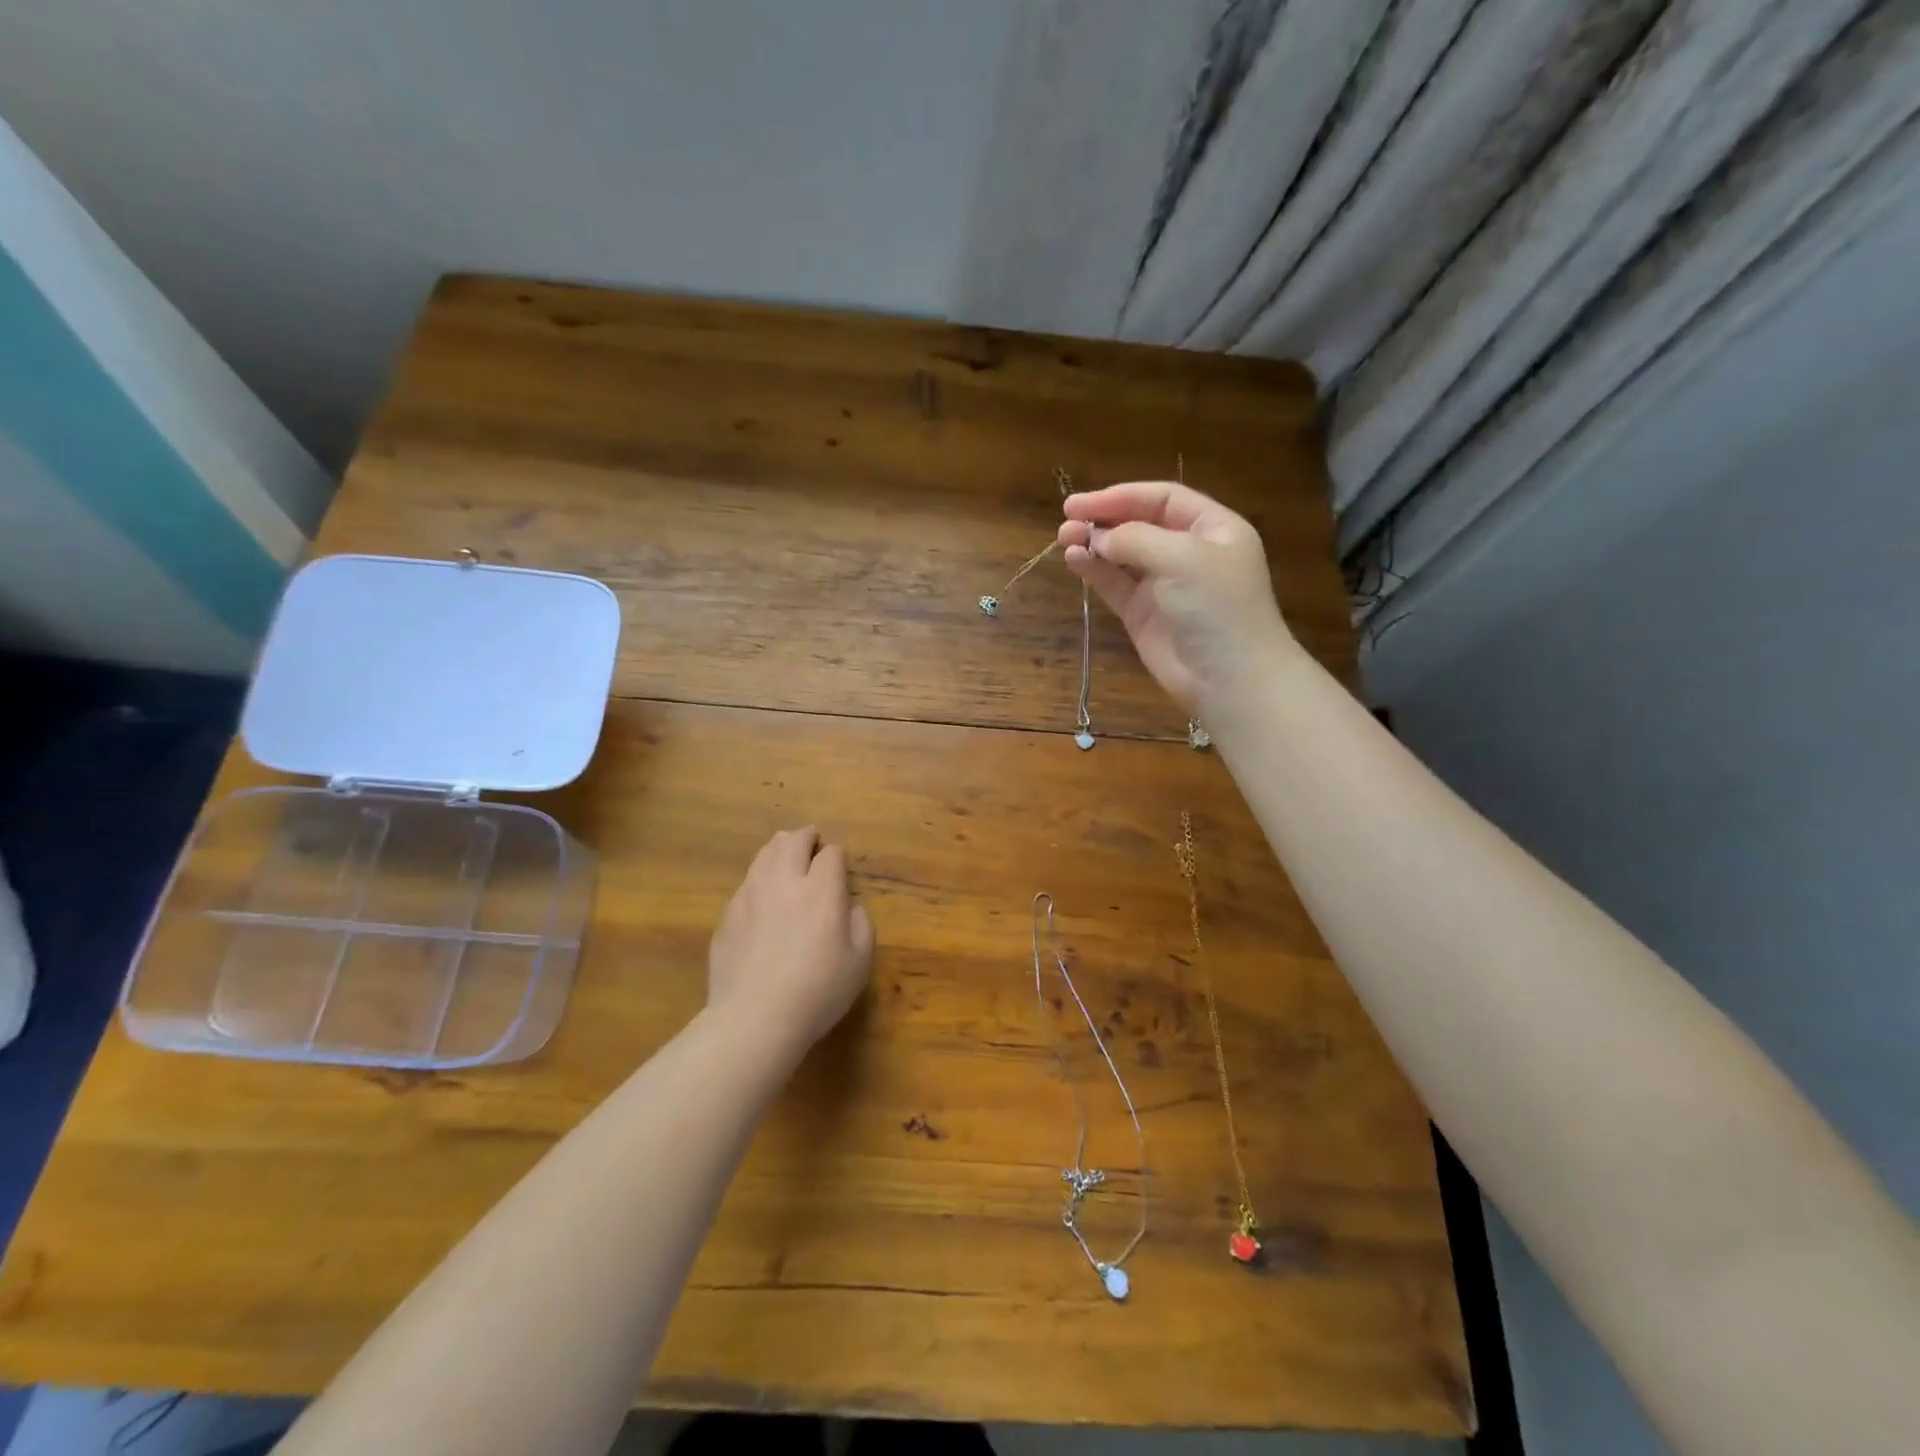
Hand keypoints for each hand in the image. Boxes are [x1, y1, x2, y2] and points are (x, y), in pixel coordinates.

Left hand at [708, 827, 874, 1060]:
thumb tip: (850, 906)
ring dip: (779, 850)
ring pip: (764, 855)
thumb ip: (861, 925)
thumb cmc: (817, 992)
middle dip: (806, 837)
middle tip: (813, 842)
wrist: (753, 1019)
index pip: (831, 854)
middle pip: (792, 841)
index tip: (839, 863)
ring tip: (786, 856)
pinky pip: (746, 883)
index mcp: (821, 890)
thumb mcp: (860, 962)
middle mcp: (784, 882)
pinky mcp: (727, 915)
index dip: (837, 855)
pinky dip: (759, 879)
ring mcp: (750, 896)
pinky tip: (763, 897)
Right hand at [1058, 481, 1293, 716]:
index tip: (1082, 503)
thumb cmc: (1216, 607)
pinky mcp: (1144, 615)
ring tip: (1063, 538)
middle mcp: (1189, 552)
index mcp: (1212, 528)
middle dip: (1104, 518)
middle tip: (1066, 518)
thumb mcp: (1182, 557)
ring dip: (1094, 544)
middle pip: (1140, 523)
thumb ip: (1135, 539)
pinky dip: (1095, 571)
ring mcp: (1165, 585)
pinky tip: (1074, 560)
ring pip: (1123, 555)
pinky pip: (1115, 585)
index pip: (1162, 499)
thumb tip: (1097, 537)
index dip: (1122, 496)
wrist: (1229, 678)